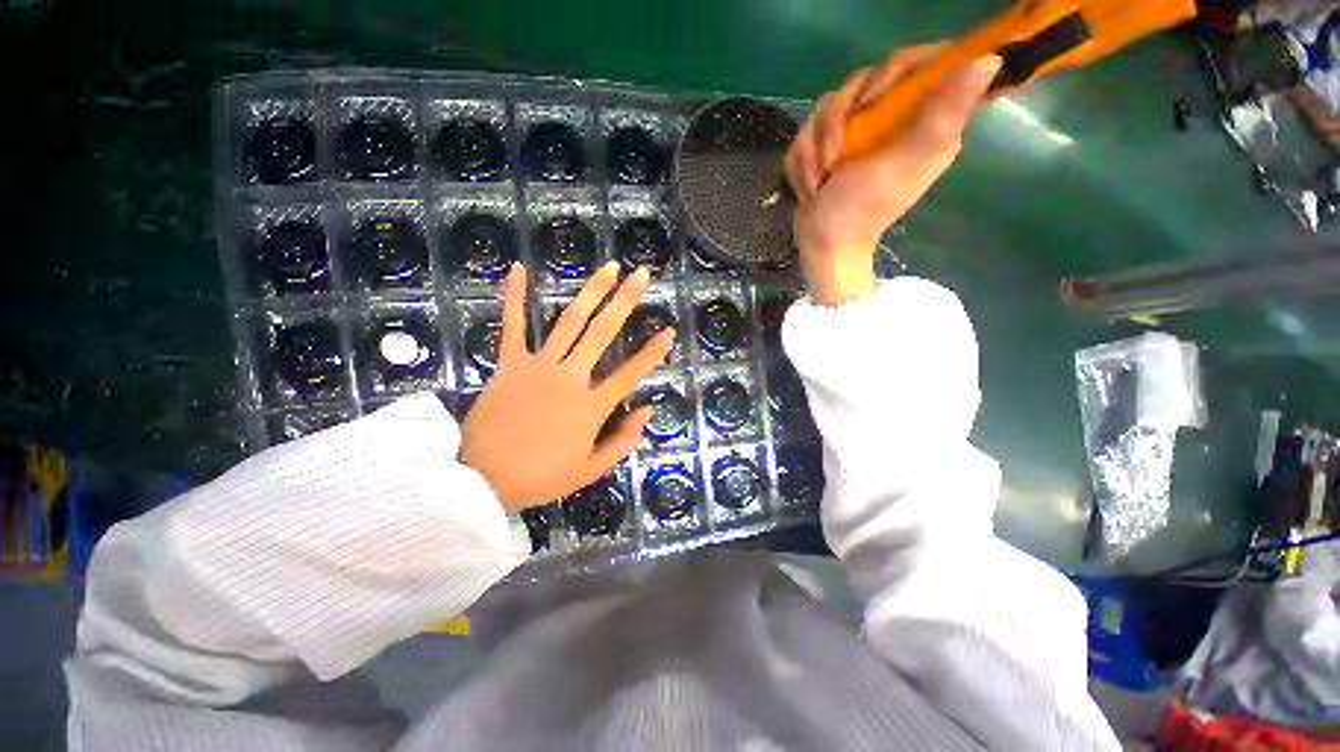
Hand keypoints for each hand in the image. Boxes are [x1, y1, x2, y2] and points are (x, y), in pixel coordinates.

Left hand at [459, 262, 673, 512]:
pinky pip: (513, 326)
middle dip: (626, 301)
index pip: (631, 373)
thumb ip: (624, 440)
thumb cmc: (540, 477)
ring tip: (608, 267)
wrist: (480, 480)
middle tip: (641, 275)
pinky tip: (519, 269)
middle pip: (603, 333)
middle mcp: (571, 378)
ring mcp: (539, 366)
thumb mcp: (590, 470)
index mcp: (592, 406)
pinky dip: (515, 297)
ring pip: (570, 322)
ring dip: (591, 292)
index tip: (669, 331)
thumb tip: (648, 410)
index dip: (653, 352)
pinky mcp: (509, 364)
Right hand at [786, 46, 1000, 304]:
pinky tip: (810, 185)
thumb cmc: (861, 211)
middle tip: (834, 155)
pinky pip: (809, 132)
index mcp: (925, 121)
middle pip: (866, 80)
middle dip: (838, 120)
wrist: (822, 245)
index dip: (897, 70)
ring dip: (815, 147)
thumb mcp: (903, 163)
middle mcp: (894, 121)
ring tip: (818, 180)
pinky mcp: (831, 147)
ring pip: (830, 107)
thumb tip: (990, 60)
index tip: (873, 99)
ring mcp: (860, 134)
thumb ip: (942, 115)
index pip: (923, 64)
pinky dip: (802, 161)